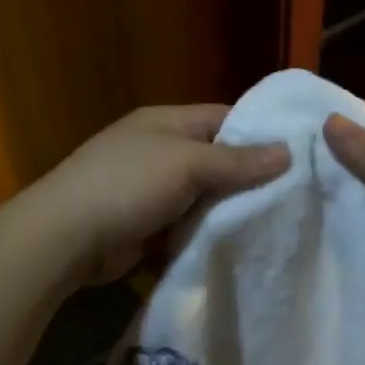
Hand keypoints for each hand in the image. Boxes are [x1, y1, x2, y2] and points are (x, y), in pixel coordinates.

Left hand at [35, 105, 289, 285]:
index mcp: (167, 122)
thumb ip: (237, 160)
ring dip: (230, 211)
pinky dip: (207, 234)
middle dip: (250, 179)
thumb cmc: (127, 185)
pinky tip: (239, 246)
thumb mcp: (187, 164)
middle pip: (217, 161)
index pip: (225, 118)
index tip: (300, 154)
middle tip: (297, 197)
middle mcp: (161, 151)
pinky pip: (188, 226)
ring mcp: (152, 190)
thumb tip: (288, 151)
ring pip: (204, 198)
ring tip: (278, 224)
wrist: (65, 238)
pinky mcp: (148, 226)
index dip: (260, 133)